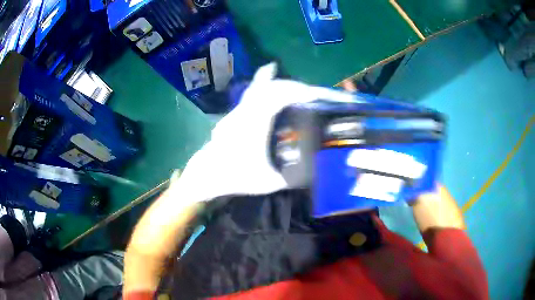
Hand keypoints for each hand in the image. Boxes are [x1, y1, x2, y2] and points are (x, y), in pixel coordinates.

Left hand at [171, 63, 354, 203]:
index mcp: (255, 124)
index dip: (297, 92)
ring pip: (260, 88)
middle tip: (310, 92)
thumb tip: (311, 175)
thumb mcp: (267, 182)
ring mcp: (239, 111)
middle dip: (292, 87)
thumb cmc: (234, 177)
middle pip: (270, 88)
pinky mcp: (236, 114)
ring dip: (278, 84)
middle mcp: (247, 112)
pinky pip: (253, 93)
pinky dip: (263, 82)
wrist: (206, 175)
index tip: (314, 94)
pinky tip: (267, 74)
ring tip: (295, 83)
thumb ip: (290, 179)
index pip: (278, 97)